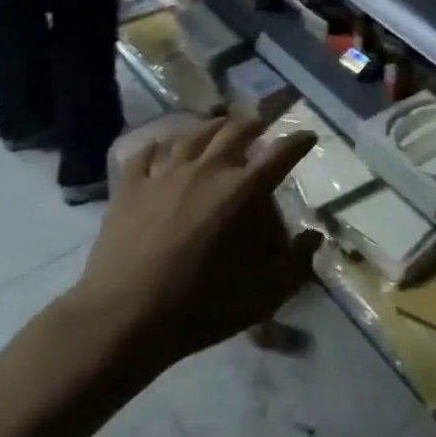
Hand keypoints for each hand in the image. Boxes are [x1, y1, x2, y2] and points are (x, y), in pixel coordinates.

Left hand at [81, 114, 320, 368]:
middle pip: (235, 132)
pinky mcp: (131, 187)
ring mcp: (164, 175)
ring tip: (220, 123)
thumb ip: (295, 265)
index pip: (279, 156)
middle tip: (264, 119)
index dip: (297, 144)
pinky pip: (146, 155)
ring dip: (212, 126)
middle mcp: (206, 170)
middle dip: (255, 122)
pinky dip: (158, 146)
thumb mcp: (261, 297)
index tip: (309, 136)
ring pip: (193, 135)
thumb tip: (314, 237)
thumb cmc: (197, 308)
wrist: (122, 317)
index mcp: (240, 192)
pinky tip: (160, 146)